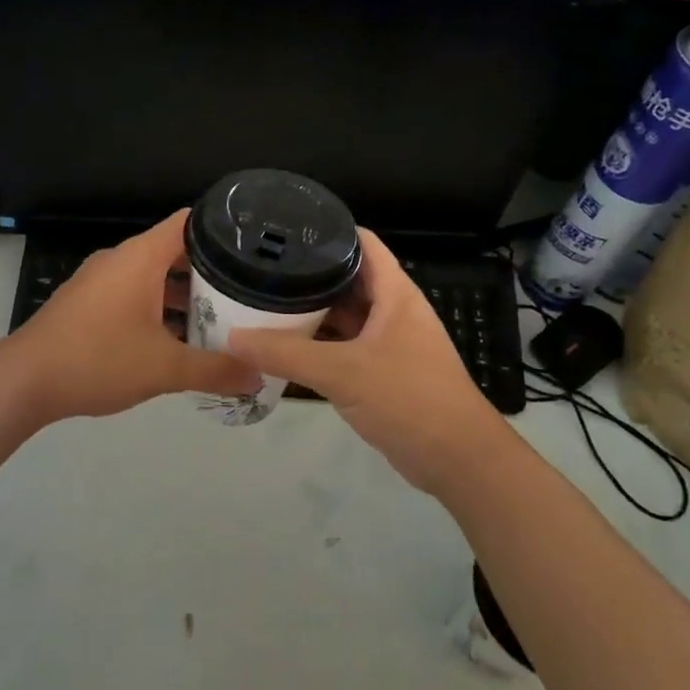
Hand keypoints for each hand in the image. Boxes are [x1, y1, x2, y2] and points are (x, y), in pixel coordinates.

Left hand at [5, 210, 259, 423]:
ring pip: (153, 276)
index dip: (223, 230)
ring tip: (220, 319)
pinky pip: (132, 294)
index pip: (189, 223)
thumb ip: (215, 370)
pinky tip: (176, 340)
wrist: (24, 381)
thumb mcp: (165, 368)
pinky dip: (158, 308)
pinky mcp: (86, 303)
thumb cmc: (98, 360)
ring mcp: (99, 281)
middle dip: (210, 272)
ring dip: (183, 295)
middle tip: (247, 292)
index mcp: (140, 258)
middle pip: (174, 251)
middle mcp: (120, 260)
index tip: (254, 249)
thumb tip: (258, 376)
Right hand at [223, 230, 507, 494]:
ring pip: (346, 315)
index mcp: (395, 293)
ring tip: (265, 301)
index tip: (284, 229)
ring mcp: (390, 341)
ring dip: (313, 311)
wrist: (458, 459)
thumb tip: (232, 337)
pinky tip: (287, 345)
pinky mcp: (384, 371)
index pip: (361, 243)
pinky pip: (346, 345)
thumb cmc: (409, 399)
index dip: (328, 230)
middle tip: (262, 268)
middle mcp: (393, 310)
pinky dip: (320, 343)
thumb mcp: (343, 372)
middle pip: (348, 278)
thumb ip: (287, 353)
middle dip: (309, 274)